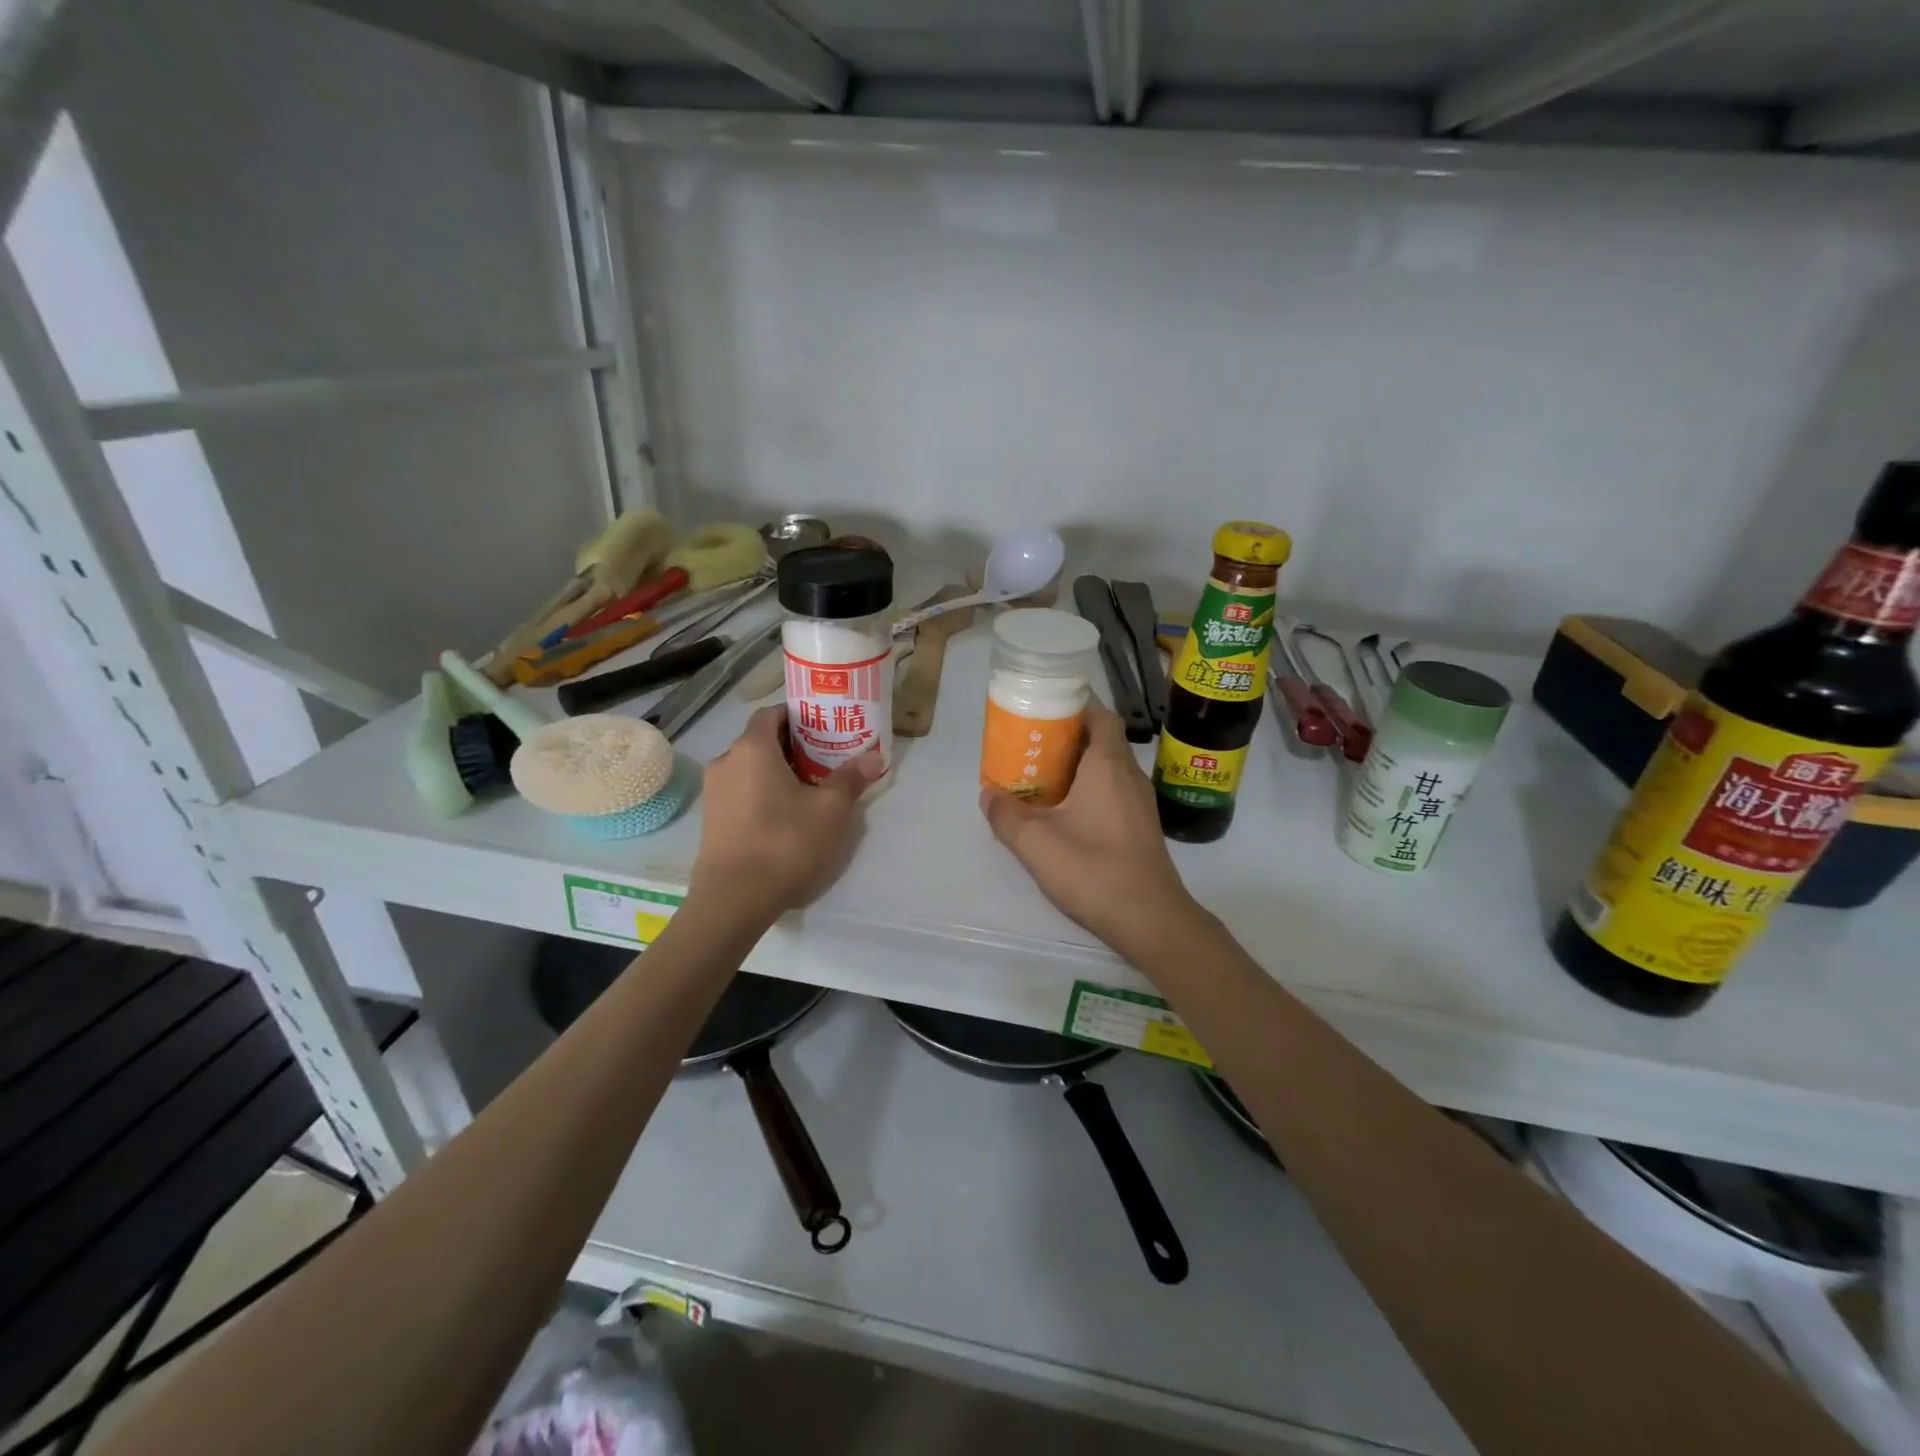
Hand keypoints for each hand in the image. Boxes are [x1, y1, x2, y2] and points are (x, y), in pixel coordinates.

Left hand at [691, 706, 881, 919]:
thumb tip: (874, 756)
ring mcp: (714, 792)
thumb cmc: (784, 842)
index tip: (825, 727)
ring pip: (751, 768)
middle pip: (762, 740)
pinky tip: (787, 815)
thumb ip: (851, 778)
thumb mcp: (830, 810)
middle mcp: (726, 761)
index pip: (772, 713)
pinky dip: (763, 793)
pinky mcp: (712, 819)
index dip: (799, 716)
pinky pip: (742, 791)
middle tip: (827, 759)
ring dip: (779, 772)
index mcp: (752, 748)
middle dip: (795, 746)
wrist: (733, 899)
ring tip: (811, 789)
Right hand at [979, 700, 1199, 955]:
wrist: (1150, 919)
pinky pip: (1114, 791)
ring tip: (1043, 775)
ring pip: (1109, 767)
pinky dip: (1091, 789)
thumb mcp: (1036, 844)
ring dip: (1080, 764)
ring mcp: (1140, 803)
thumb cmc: (1094, 870)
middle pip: (1103, 739)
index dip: (1075, 705)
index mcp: (1108, 765)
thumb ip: (1007, 816)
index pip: (1100, 715)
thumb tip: (989, 794)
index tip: (1045, 708)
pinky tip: (1066, 812)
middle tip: (1033, 742)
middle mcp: (1129, 775)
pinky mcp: (1141, 827)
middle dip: (1069, 735)